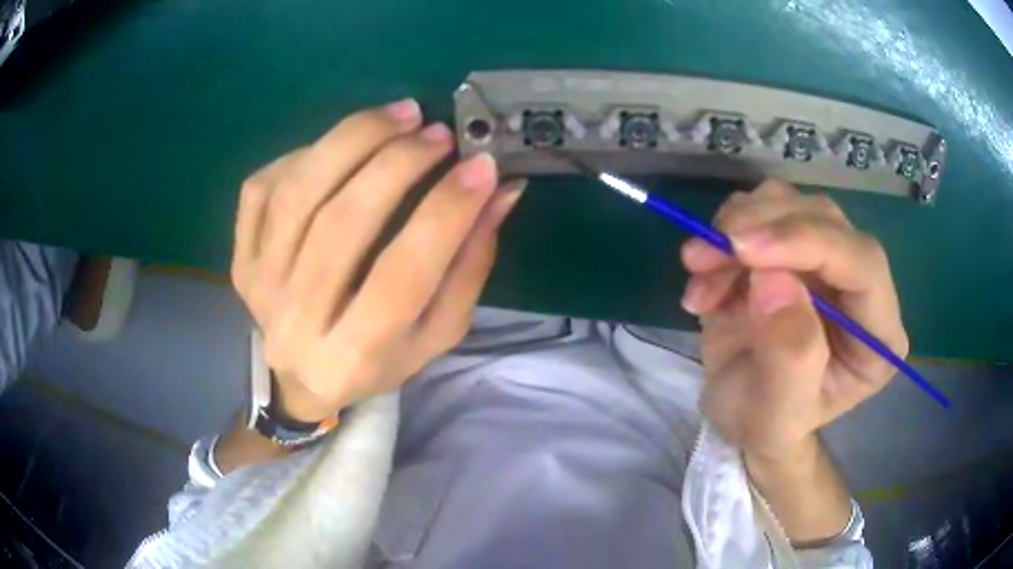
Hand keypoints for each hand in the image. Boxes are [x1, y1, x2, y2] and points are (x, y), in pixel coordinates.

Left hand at [230, 99, 524, 422]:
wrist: (304, 378)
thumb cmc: (380, 359)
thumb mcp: (437, 331)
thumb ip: (469, 266)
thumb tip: (499, 190)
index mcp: (357, 355)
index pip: (402, 274)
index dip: (445, 212)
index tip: (479, 165)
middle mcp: (299, 323)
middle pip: (341, 223)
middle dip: (397, 163)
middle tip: (437, 132)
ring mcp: (260, 287)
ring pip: (298, 193)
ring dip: (352, 139)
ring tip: (399, 116)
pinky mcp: (241, 260)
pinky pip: (262, 189)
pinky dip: (304, 153)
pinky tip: (339, 148)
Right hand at [680, 180, 907, 459]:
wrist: (743, 413)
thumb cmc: (766, 424)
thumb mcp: (775, 414)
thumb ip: (790, 357)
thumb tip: (775, 279)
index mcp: (878, 333)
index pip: (864, 263)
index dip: (809, 242)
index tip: (744, 249)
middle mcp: (860, 286)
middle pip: (825, 220)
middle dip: (762, 229)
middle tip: (702, 256)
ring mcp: (826, 260)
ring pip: (790, 203)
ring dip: (736, 229)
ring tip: (699, 273)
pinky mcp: (792, 246)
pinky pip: (759, 211)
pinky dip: (723, 234)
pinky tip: (705, 276)